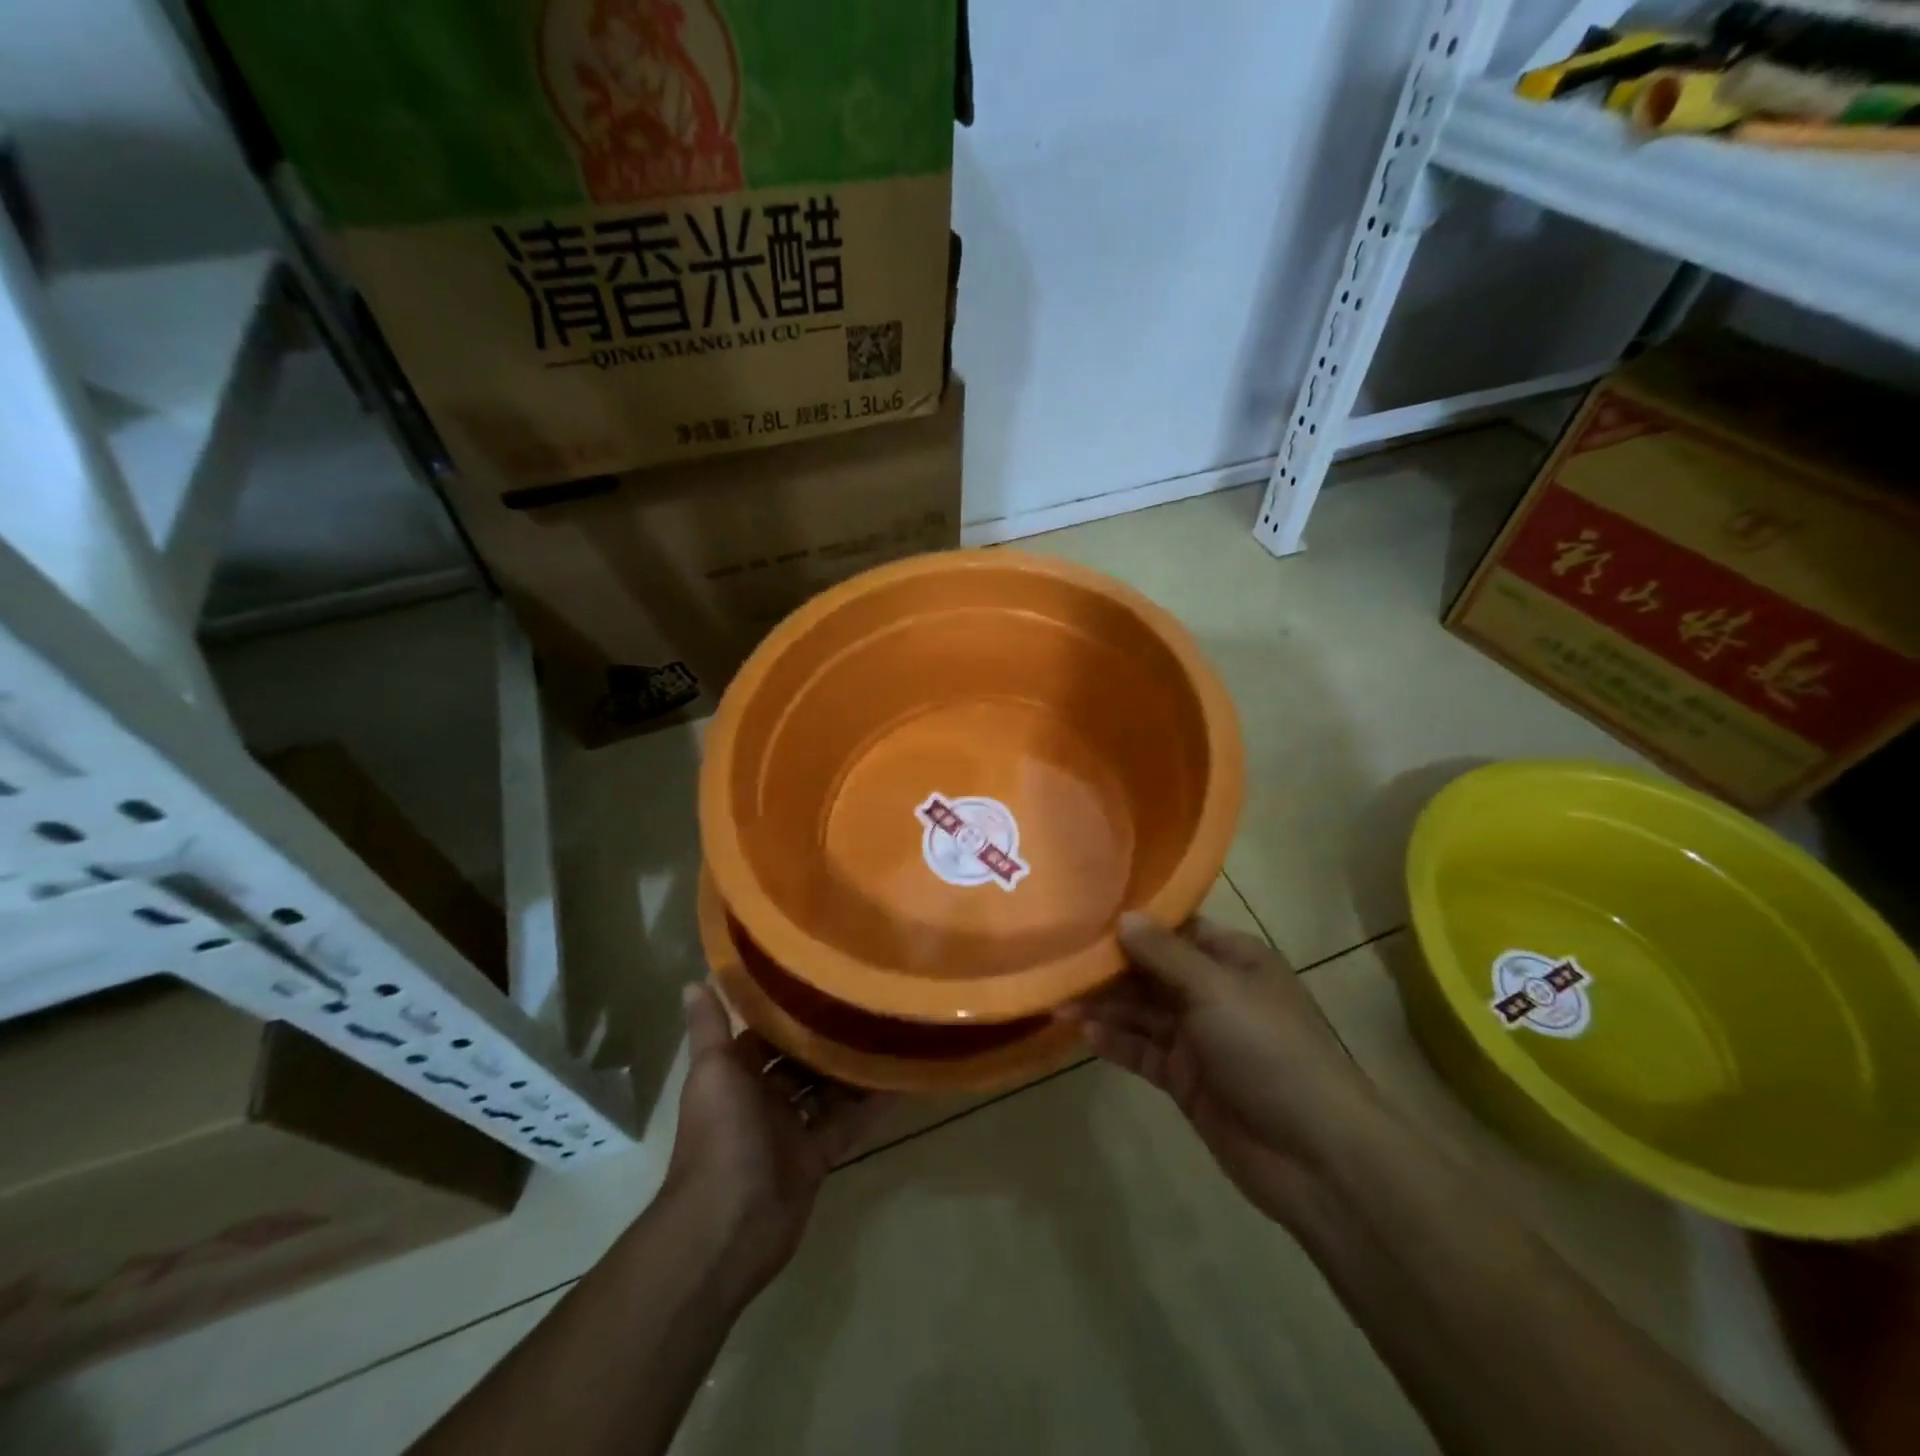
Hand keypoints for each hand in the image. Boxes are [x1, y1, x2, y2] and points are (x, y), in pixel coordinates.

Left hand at [665, 984, 886, 1294]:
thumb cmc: (720, 1136)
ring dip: (851, 1069)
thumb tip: (693, 979)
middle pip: (800, 1061)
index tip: (824, 979)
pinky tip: (899, 1082)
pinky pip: (846, 1124)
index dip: (790, 1010)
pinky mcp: (816, 1157)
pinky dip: (869, 1107)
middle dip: (827, 1038)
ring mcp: (791, 1130)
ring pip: (826, 1090)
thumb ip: (710, 1028)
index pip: (766, 1034)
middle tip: (867, 1002)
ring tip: (890, 1032)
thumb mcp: (713, 1072)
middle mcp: (763, 1099)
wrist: (728, 1226)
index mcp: (737, 1075)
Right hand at [1066, 914, 1382, 1229]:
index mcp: (1233, 960)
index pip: (1175, 929)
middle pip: (1151, 970)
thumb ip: (1164, 954)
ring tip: (1057, 999)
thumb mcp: (1215, 990)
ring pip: (1141, 1011)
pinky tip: (1083, 1033)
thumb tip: (1123, 916)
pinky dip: (1115, 1041)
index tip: (1085, 913)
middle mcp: (1213, 992)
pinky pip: (1142, 1051)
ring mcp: (1199, 1038)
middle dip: (1109, 967)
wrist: (1314, 1155)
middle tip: (1058, 959)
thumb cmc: (1269, 1050)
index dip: (1134, 922)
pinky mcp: (1185, 1079)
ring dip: (1104, 1005)